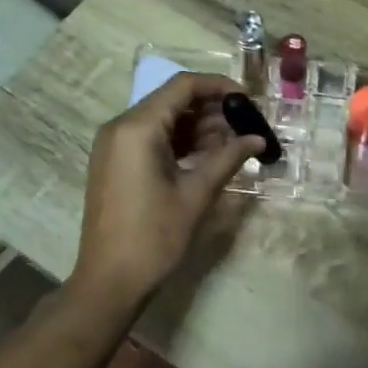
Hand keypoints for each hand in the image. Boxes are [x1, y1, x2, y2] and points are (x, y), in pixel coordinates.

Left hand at [70, 73, 263, 304]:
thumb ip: (228, 158)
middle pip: (172, 100)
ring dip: (198, 126)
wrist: (109, 281)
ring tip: (232, 144)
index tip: (249, 100)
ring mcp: (114, 145)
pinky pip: (151, 138)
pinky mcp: (115, 162)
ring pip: (163, 119)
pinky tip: (207, 156)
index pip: (182, 86)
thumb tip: (258, 139)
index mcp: (137, 128)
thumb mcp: (196, 194)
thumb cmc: (154, 236)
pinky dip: (180, 141)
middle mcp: (120, 127)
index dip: (219, 87)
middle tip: (245, 125)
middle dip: (211, 109)